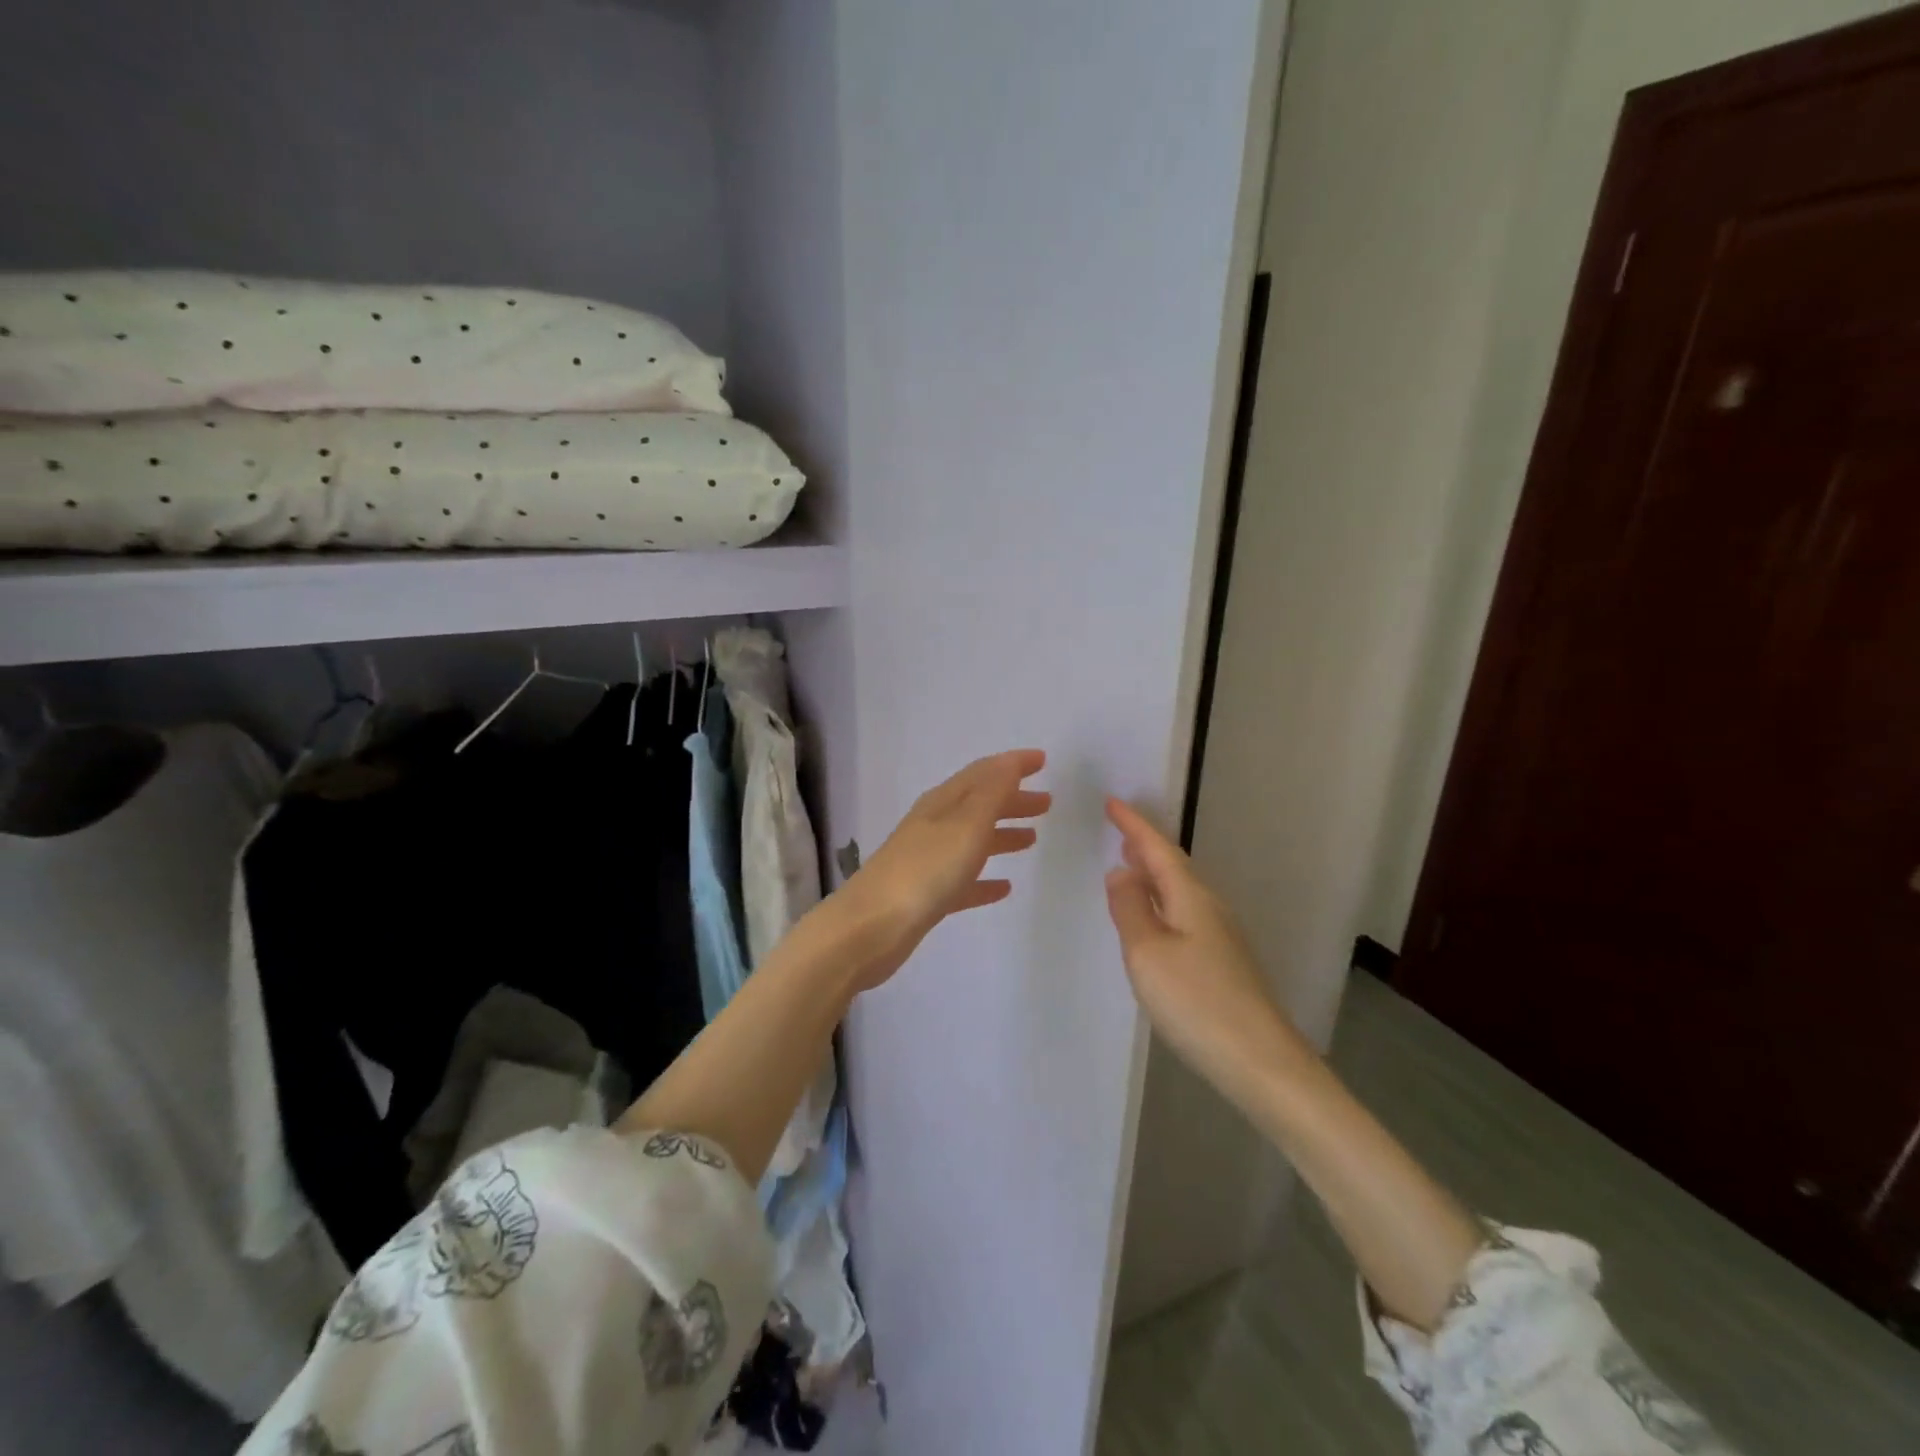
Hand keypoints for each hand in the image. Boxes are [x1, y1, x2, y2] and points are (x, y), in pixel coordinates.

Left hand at [840, 750, 1051, 990]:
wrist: (871, 928)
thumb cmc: (925, 871)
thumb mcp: (965, 825)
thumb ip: (991, 793)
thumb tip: (1011, 761)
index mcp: (942, 803)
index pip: (982, 773)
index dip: (1012, 765)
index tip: (1042, 761)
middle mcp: (934, 826)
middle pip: (978, 805)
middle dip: (1011, 800)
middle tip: (1046, 804)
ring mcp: (928, 862)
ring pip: (972, 841)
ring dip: (1001, 835)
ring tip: (1031, 840)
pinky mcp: (926, 897)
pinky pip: (964, 881)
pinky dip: (985, 880)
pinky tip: (1004, 888)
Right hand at [1103, 798, 1296, 1084]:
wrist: (1260, 1061)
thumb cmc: (1196, 1001)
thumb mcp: (1147, 952)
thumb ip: (1130, 909)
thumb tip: (1120, 872)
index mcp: (1190, 897)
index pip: (1157, 849)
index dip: (1134, 825)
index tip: (1111, 802)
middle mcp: (1209, 907)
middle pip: (1173, 865)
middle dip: (1145, 845)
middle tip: (1119, 829)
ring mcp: (1220, 936)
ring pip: (1180, 890)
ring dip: (1153, 873)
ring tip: (1130, 865)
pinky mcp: (1223, 962)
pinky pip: (1184, 913)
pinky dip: (1163, 901)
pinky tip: (1154, 917)